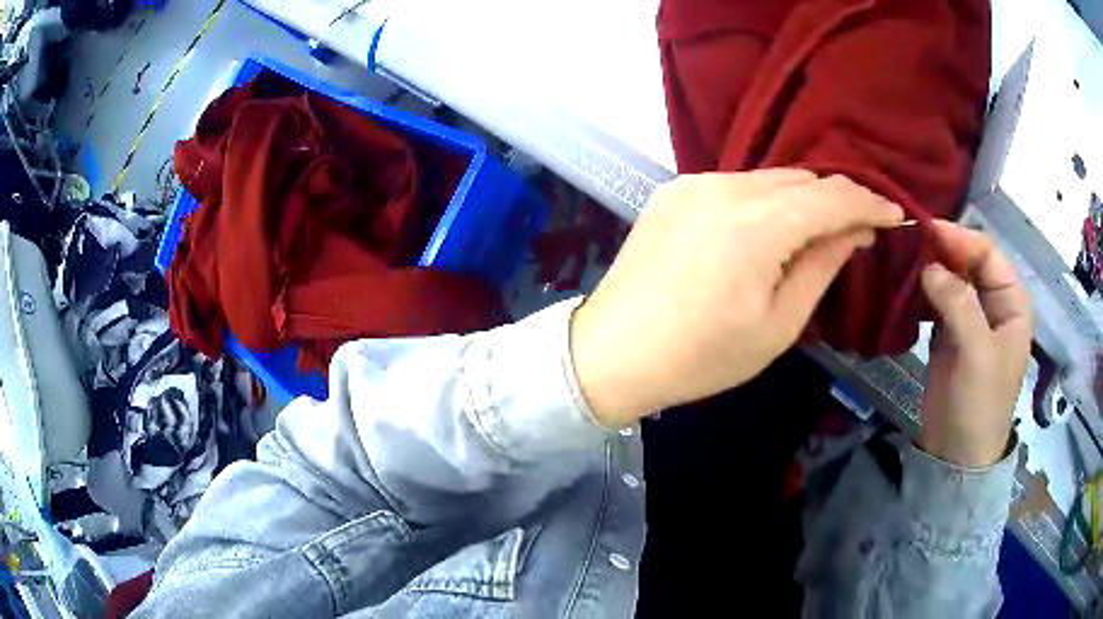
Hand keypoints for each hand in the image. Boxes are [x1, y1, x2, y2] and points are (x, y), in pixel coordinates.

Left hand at [570, 170, 902, 427]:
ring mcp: (692, 184)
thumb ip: (821, 267)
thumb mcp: (777, 325)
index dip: (868, 202)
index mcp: (755, 224)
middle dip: (836, 201)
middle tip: (859, 230)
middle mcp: (723, 187)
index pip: (830, 196)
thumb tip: (854, 230)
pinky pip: (735, 187)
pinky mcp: (672, 191)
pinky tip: (767, 232)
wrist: (611, 352)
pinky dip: (763, 203)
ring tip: (817, 234)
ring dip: (800, 201)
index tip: (894, 214)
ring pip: (768, 180)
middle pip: (800, 181)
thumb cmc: (700, 356)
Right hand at [919, 221, 1032, 466]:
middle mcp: (994, 302)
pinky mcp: (950, 331)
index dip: (961, 239)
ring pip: (951, 276)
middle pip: (969, 261)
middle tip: (910, 241)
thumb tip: (929, 266)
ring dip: (930, 266)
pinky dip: (922, 289)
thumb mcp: (977, 354)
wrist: (956, 454)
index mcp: (1012, 302)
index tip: (927, 230)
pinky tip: (905, 284)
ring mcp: (971, 316)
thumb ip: (959, 304)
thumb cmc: (979, 405)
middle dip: (943, 249)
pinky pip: (937, 298)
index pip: (988, 254)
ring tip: (903, 258)